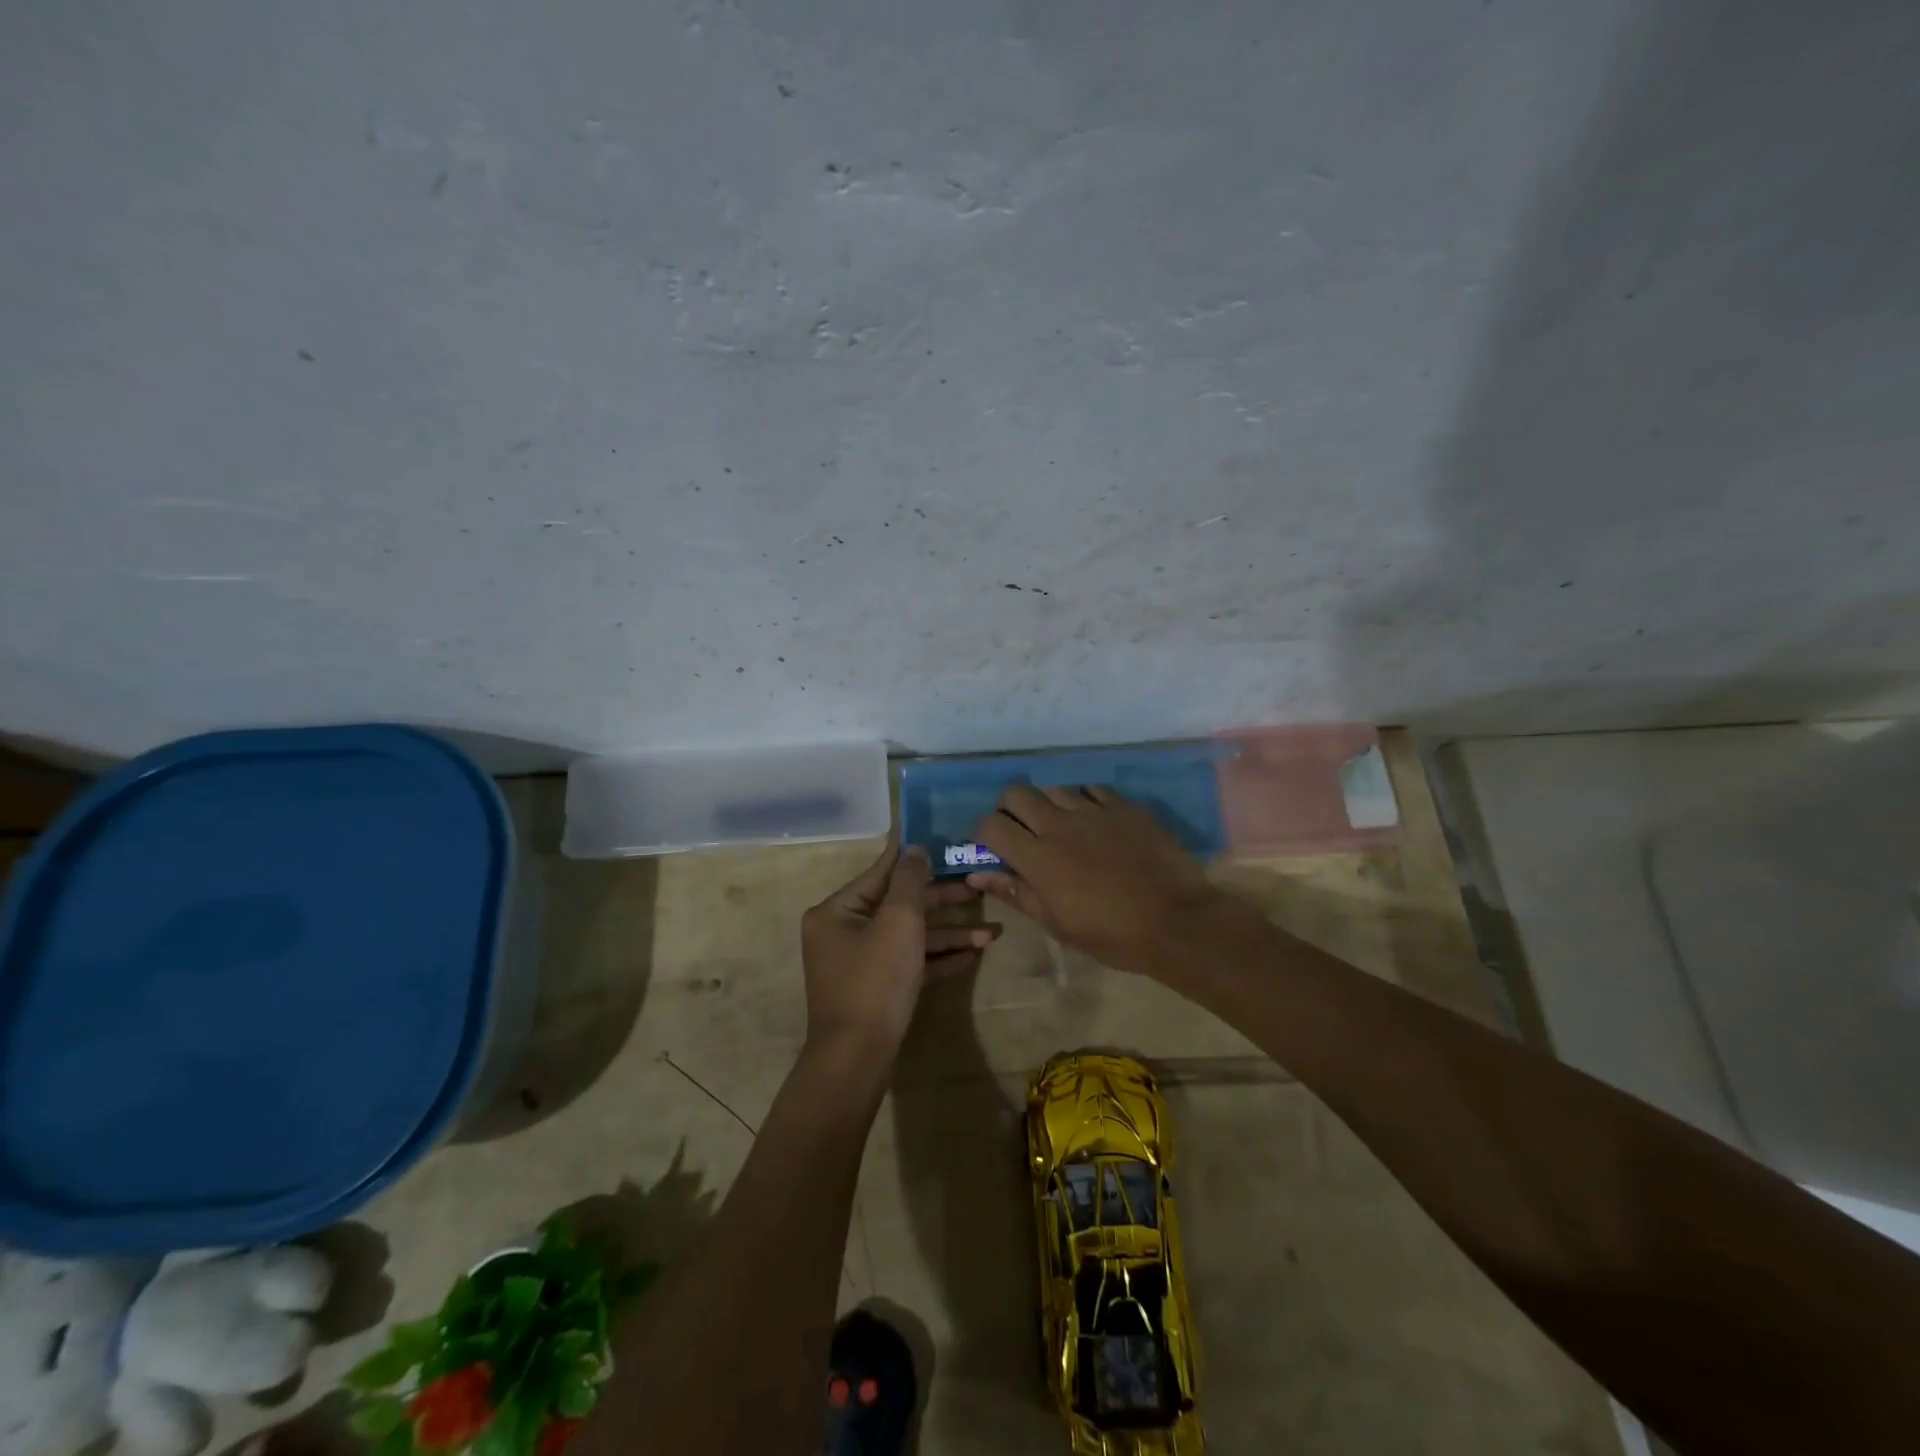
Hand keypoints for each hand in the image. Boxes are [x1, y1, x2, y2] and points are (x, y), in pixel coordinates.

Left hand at [801, 838, 997, 1056]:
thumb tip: (914, 848)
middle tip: (978, 890)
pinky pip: (908, 963)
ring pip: (908, 937)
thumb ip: (909, 880)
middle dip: (942, 903)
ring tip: (992, 934)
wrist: (857, 1059)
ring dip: (948, 935)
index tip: (939, 840)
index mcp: (836, 911)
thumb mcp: (898, 921)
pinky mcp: (875, 990)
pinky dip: (937, 958)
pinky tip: (972, 955)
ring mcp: (859, 964)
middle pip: (899, 906)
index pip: (881, 873)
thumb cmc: (875, 980)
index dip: (912, 857)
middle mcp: (843, 932)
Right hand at [968, 785, 1225, 976]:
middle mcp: (1059, 824)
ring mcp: (1094, 810)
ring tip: (1061, 827)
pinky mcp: (1124, 806)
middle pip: (1016, 793)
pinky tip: (1094, 822)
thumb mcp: (1057, 924)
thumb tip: (978, 876)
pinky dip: (1084, 802)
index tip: (991, 849)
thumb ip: (1017, 893)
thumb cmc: (1112, 934)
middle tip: (1021, 832)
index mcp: (1038, 857)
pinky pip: (1092, 790)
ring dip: (1047, 805)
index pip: (991, 825)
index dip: (983, 834)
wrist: (1177, 921)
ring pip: (1054, 788)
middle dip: (1009, 809)